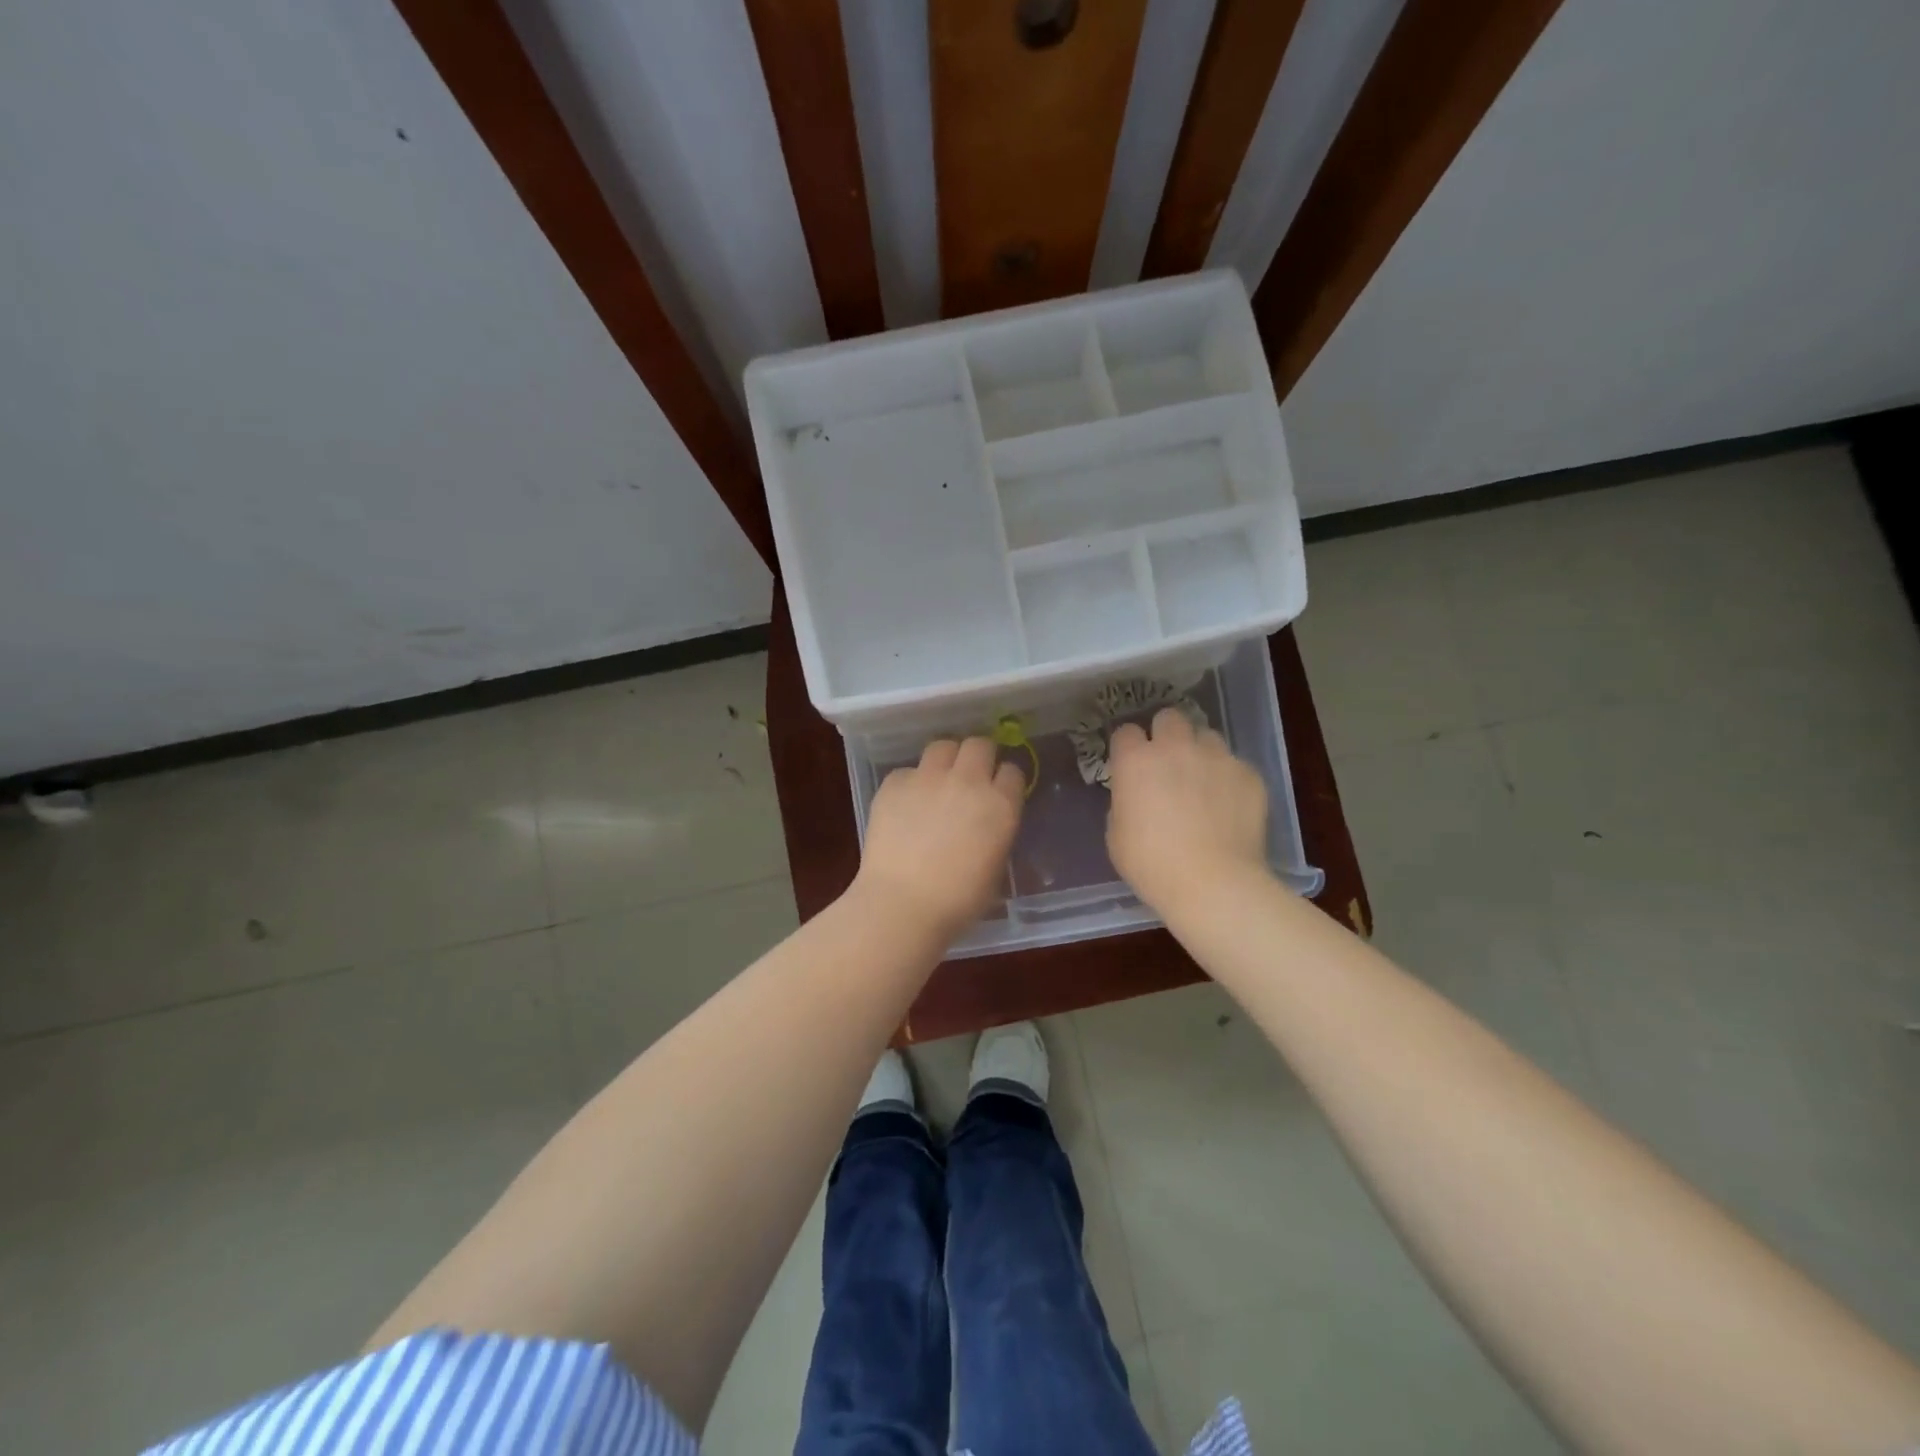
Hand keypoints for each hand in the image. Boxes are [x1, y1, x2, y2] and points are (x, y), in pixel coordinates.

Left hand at [854, 737, 1024, 938]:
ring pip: (943, 746)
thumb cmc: (959, 901)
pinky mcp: (894, 783)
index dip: (1005, 780)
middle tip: (971, 776)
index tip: (999, 790)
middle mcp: (967, 781)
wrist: (902, 904)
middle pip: (979, 745)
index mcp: (1000, 805)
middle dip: (979, 756)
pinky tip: (905, 806)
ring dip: (946, 759)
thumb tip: (986, 823)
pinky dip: (910, 784)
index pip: (1012, 771)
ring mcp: (928, 778)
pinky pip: (907, 771)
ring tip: (938, 781)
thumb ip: (995, 833)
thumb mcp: (995, 867)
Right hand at [1107, 705, 1269, 912]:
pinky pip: (1235, 765)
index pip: (1125, 732)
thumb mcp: (1116, 836)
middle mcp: (1175, 748)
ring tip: (1203, 781)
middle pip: (1169, 718)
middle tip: (1168, 763)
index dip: (1127, 748)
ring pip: (1206, 736)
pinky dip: (1229, 779)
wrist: (1213, 884)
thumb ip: (1124, 803)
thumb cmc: (1152, 865)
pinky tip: (1229, 806)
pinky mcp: (1249, 774)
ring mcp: (1217, 757)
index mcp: (1135, 761)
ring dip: (1200, 752)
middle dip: (1166, 734)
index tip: (1130, 765)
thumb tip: (1136, 797)